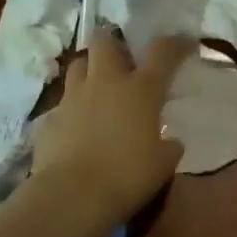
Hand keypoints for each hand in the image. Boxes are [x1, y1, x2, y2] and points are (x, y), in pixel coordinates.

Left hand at [27, 31, 193, 230]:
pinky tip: (79, 125)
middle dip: (114, 44)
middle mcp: (106, 82)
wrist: (72, 196)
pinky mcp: (51, 117)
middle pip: (104, 40)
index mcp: (141, 89)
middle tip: (124, 62)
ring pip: (78, 64)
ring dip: (90, 69)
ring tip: (98, 88)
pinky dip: (74, 107)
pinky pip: (63, 102)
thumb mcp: (163, 164)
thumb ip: (169, 146)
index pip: (163, 52)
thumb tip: (171, 141)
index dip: (176, 44)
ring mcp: (74, 97)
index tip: (184, 45)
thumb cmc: (127, 176)